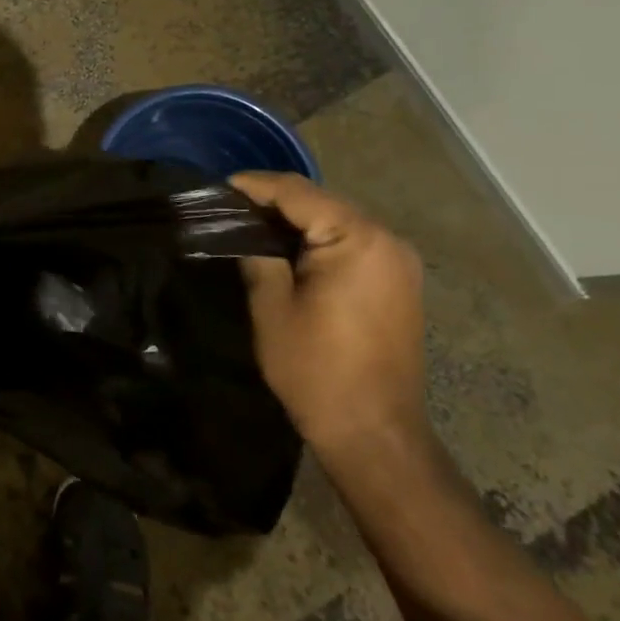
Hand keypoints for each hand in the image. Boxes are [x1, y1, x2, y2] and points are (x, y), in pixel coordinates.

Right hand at [230, 172, 428, 467]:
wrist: (375, 434)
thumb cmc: (317, 370)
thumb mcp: (272, 307)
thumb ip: (257, 256)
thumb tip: (245, 232)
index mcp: (357, 239)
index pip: (297, 193)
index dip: (255, 185)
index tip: (221, 186)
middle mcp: (386, 239)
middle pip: (321, 201)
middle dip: (276, 200)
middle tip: (232, 206)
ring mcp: (398, 261)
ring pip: (337, 220)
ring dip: (298, 219)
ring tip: (254, 223)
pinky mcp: (399, 281)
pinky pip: (352, 242)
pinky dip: (320, 238)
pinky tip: (289, 248)